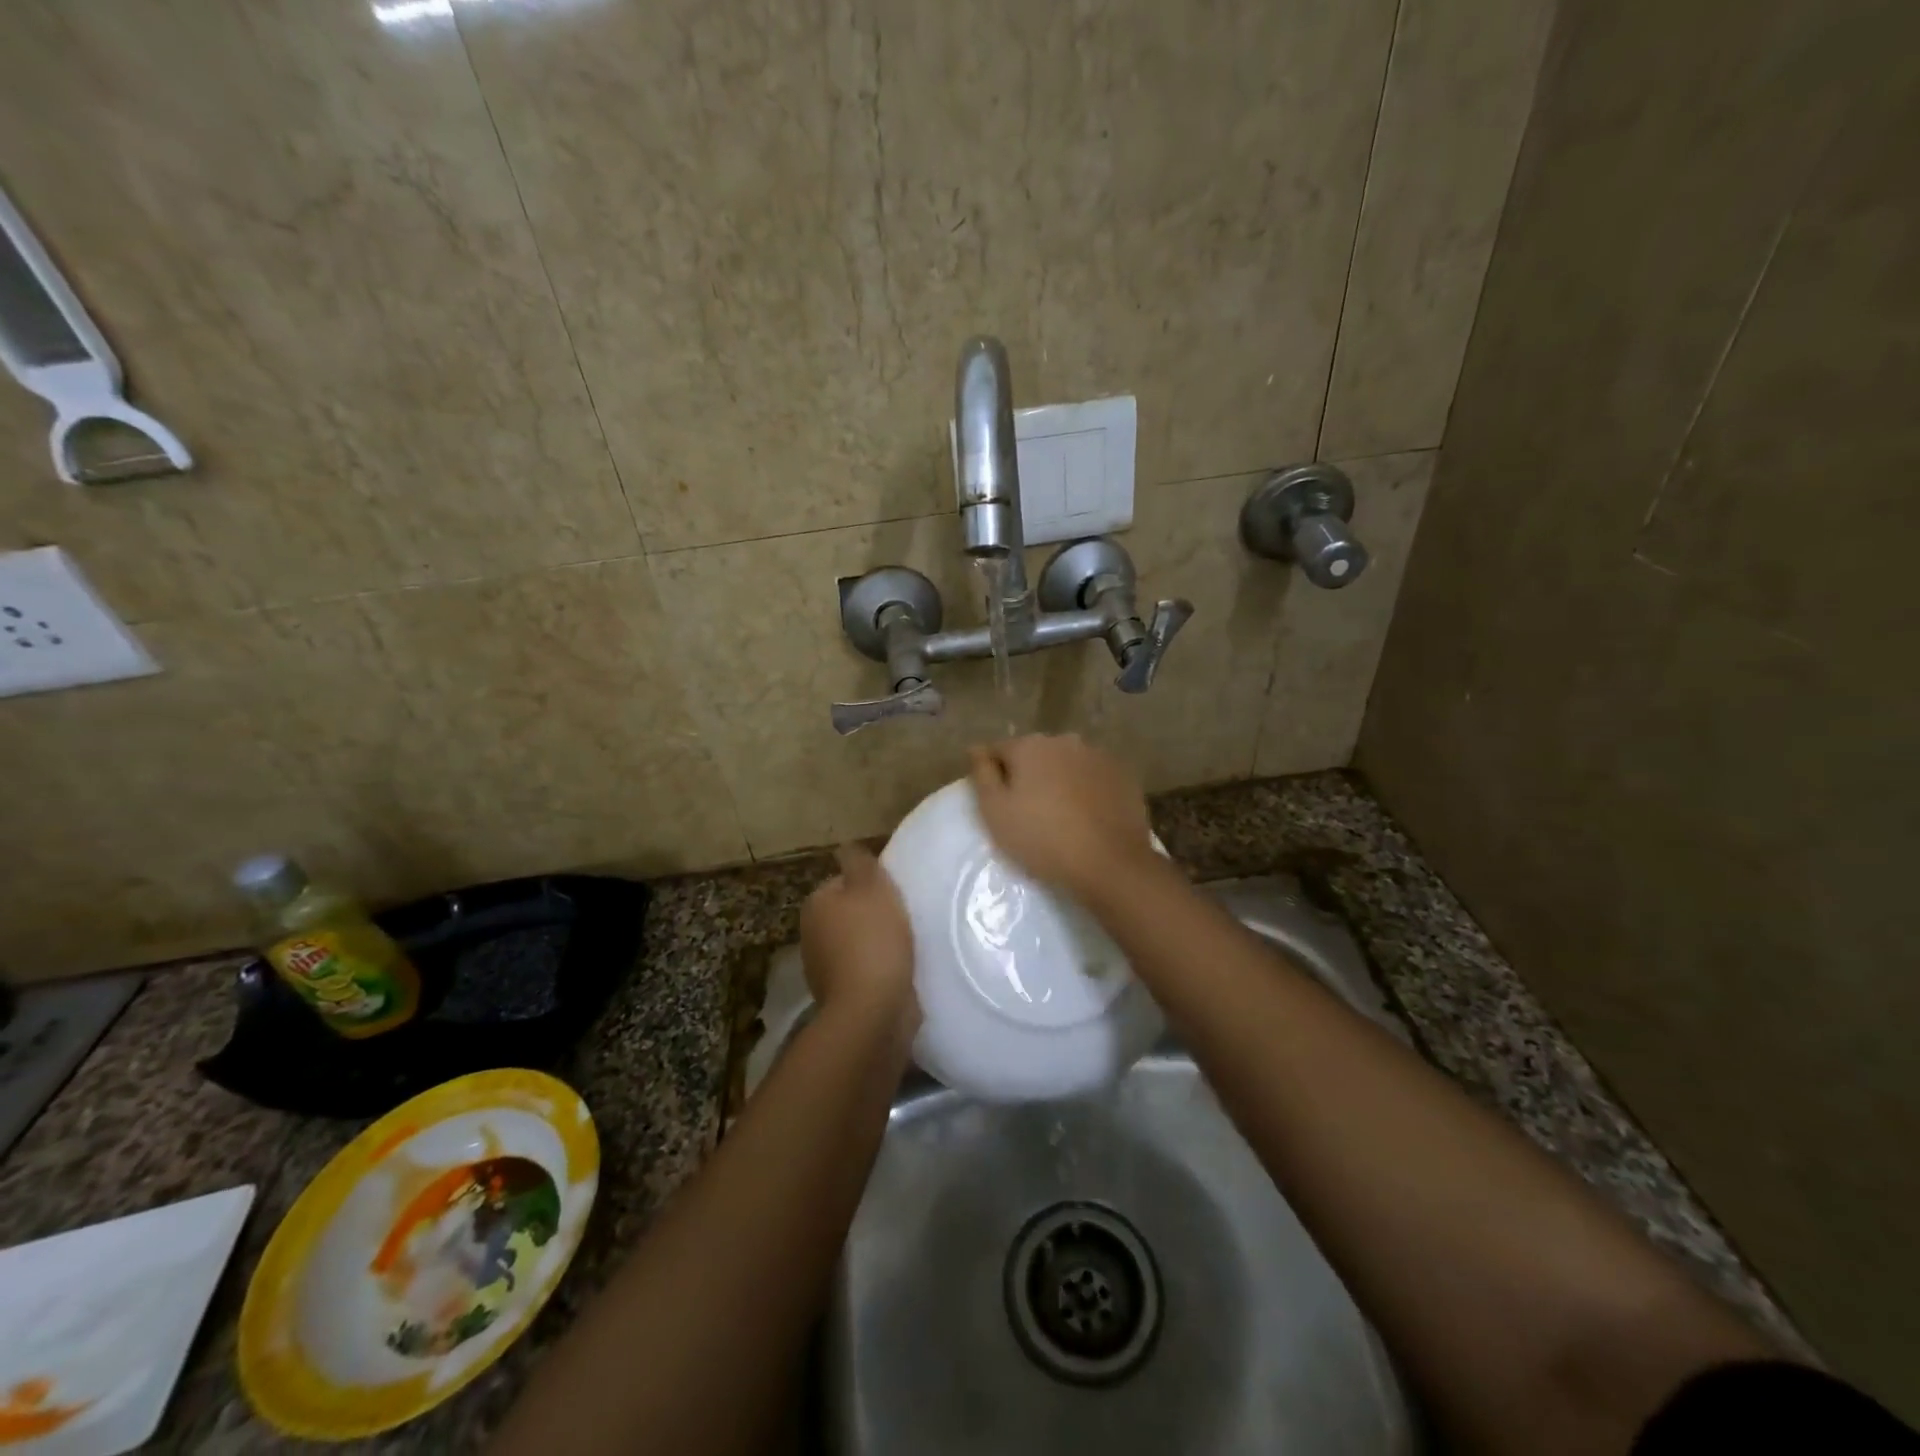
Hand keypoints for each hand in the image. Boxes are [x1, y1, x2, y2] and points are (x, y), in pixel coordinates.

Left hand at [799, 843, 918, 1035]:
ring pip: (857, 944)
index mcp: (815, 905)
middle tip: (905, 916)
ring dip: (877, 944)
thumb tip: (845, 847)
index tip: (894, 893)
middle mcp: (812, 935)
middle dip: (872, 915)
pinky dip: (880, 970)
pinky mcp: (843, 997)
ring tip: (908, 944)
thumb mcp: (871, 886)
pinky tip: (902, 970)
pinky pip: (865, 972)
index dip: (869, 885)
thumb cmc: (873, 939)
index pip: (843, 883)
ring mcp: (824, 969)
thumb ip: (859, 861)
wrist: (872, 1010)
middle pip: (849, 914)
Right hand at [968, 734, 1159, 899]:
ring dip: (1059, 782)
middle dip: (1029, 776)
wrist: (1109, 864)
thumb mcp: (995, 811)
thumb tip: (976, 749)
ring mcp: (1098, 756)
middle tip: (1028, 813)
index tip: (998, 804)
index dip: (994, 776)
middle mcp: (1065, 741)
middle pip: (1036, 755)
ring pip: (1067, 765)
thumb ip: (982, 774)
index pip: (999, 751)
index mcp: (1030, 746)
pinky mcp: (1123, 776)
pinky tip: (1087, 818)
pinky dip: (1087, 791)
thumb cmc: (1042, 839)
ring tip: (1060, 818)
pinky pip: (1094, 779)